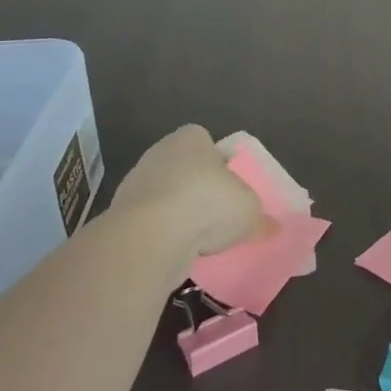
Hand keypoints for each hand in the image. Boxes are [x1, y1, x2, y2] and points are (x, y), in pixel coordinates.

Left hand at [104, 124, 269, 263]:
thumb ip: (259, 216)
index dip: (218, 161)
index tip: (228, 185)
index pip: (204, 141)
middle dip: (197, 189)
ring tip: (199, 239)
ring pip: (164, 196)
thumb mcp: (249, 210)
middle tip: (217, 213)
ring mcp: (135, 184)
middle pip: (184, 168)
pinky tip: (177, 252)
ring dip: (178, 214)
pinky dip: (162, 235)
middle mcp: (159, 153)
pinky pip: (150, 223)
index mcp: (190, 138)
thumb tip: (271, 227)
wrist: (150, 236)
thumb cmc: (207, 203)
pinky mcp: (119, 216)